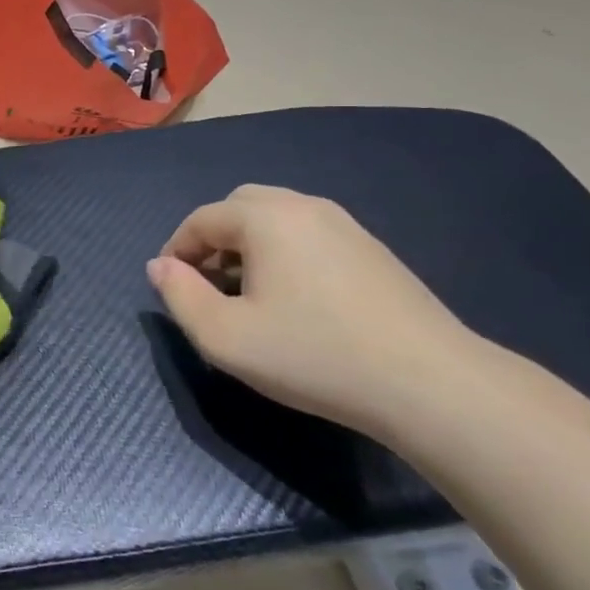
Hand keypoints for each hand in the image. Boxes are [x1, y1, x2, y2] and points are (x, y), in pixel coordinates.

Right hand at [145, 186, 478, 435]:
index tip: (171, 287)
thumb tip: (160, 266)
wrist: (428, 382)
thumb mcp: (225, 337)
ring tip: (248, 295)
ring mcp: (344, 225)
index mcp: (265, 217)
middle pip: (240, 207)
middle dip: (213, 240)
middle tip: (207, 285)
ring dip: (249, 246)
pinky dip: (284, 253)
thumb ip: (180, 296)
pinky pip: (309, 235)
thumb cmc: (312, 355)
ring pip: (277, 219)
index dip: (176, 250)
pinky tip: (295, 300)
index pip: (201, 220)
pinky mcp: (372, 249)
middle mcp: (304, 206)